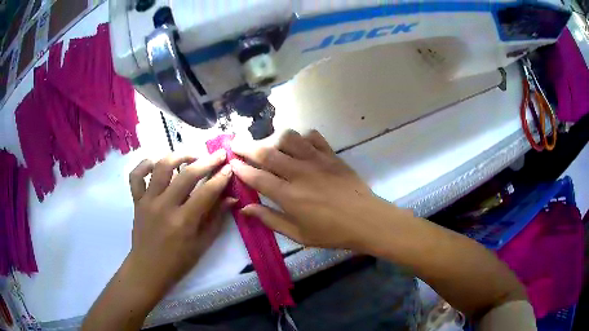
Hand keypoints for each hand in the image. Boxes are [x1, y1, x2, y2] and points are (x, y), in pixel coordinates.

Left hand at [126, 151, 232, 292]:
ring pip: (161, 167)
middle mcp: (164, 206)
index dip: (221, 177)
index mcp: (183, 221)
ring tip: (191, 155)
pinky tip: (156, 163)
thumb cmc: (178, 262)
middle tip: (218, 154)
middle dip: (206, 161)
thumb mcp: (202, 245)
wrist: (148, 269)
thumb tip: (231, 198)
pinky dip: (144, 164)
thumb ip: (216, 219)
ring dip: (178, 156)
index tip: (230, 167)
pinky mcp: (137, 200)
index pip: (206, 192)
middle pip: (187, 174)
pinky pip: (136, 176)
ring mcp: (148, 201)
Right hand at [230, 130, 400, 251]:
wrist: (366, 220)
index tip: (231, 163)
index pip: (257, 177)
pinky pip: (313, 137)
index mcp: (289, 196)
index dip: (240, 169)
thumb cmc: (331, 232)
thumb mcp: (298, 234)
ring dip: (274, 138)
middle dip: (246, 146)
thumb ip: (270, 219)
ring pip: (288, 138)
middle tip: (236, 143)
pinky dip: (302, 137)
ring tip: (269, 145)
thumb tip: (245, 208)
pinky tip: (299, 145)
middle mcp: (299, 173)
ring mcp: (316, 160)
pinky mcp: (331, 155)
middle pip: (266, 153)